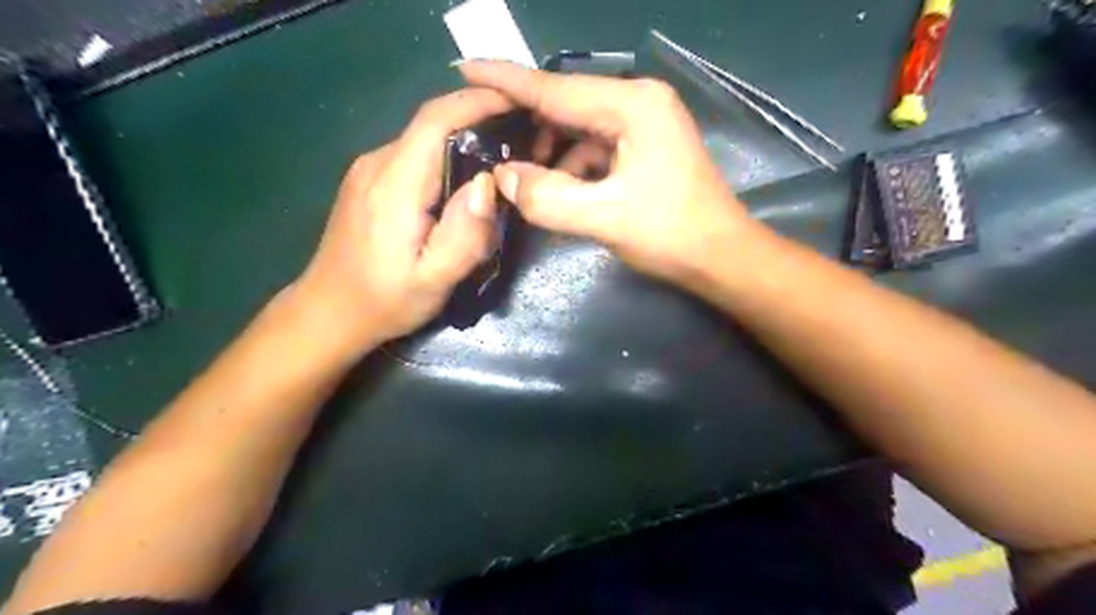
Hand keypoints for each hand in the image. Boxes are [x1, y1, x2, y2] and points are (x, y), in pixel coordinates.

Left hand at [291, 89, 513, 356]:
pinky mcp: (370, 181)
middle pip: (433, 125)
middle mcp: (377, 164)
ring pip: (425, 140)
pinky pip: (415, 156)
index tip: (518, 101)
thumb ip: (464, 234)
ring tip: (500, 162)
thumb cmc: (384, 301)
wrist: (328, 313)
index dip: (477, 101)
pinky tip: (463, 183)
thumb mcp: (433, 281)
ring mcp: (369, 170)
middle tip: (523, 139)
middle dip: (480, 121)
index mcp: (394, 185)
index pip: (436, 120)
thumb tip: (487, 183)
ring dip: (464, 141)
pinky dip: (446, 157)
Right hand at [460, 59, 759, 280]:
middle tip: (488, 142)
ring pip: (579, 127)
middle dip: (527, 123)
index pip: (555, 89)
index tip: (464, 68)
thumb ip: (547, 198)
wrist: (722, 257)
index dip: (506, 80)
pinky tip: (558, 186)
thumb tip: (504, 176)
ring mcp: (645, 123)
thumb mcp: (604, 218)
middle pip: (567, 104)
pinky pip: (595, 145)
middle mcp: (639, 102)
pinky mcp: (645, 145)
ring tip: (523, 177)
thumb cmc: (670, 235)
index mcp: (632, 105)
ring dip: (550, 150)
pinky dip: (572, 163)